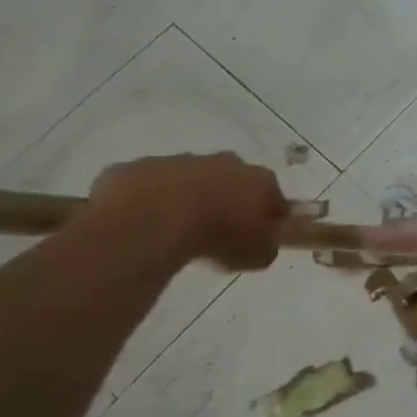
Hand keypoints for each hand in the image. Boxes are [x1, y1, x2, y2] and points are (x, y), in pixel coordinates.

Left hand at [86, 153, 287, 270]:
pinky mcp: (141, 166)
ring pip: (190, 178)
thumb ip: (265, 248)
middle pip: (234, 180)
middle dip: (228, 200)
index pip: (275, 198)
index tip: (257, 237)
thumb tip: (263, 246)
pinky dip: (150, 199)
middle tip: (216, 231)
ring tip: (175, 230)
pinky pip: (149, 184)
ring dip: (188, 197)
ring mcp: (181, 160)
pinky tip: (143, 223)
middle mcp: (227, 162)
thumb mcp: (255, 256)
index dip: (267, 218)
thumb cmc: (217, 236)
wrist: (152, 220)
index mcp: (261, 180)